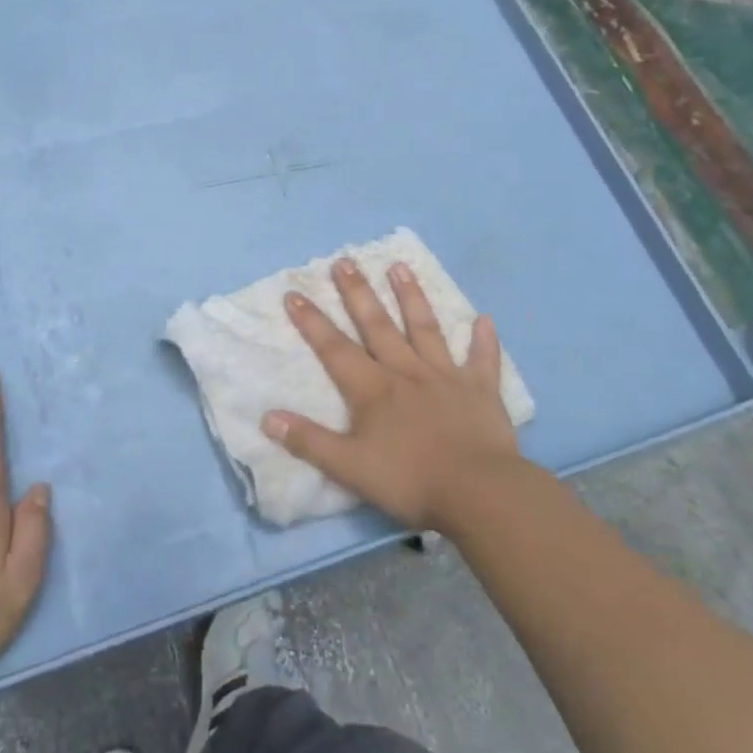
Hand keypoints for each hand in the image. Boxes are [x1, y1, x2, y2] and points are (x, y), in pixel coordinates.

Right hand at [265, 258, 522, 532]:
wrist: (478, 491)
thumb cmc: (410, 479)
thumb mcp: (349, 467)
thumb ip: (309, 441)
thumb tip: (267, 417)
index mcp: (373, 389)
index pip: (334, 348)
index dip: (312, 321)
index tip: (294, 293)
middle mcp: (406, 371)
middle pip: (377, 325)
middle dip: (358, 293)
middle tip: (345, 261)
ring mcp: (445, 376)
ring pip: (425, 329)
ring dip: (412, 297)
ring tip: (400, 267)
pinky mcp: (480, 390)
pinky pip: (483, 360)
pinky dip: (484, 340)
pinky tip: (485, 319)